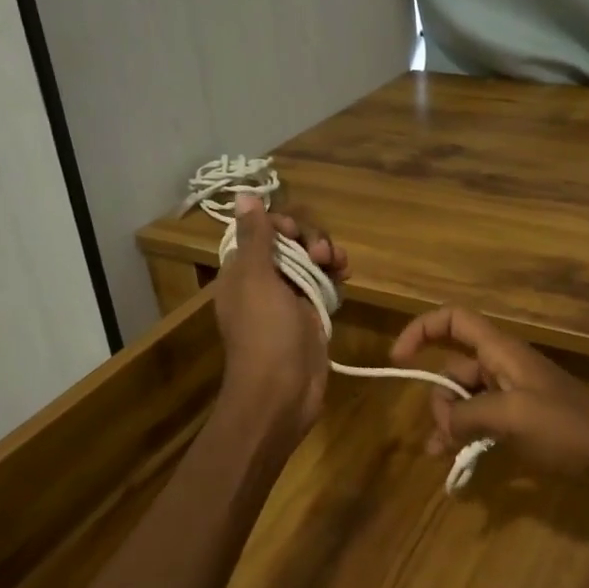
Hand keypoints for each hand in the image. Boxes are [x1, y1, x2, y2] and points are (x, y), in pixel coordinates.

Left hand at [214, 195, 347, 440]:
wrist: (282, 391)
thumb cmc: (266, 333)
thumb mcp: (257, 279)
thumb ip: (256, 237)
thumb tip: (243, 195)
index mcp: (242, 271)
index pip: (263, 231)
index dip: (284, 226)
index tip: (297, 235)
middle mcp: (264, 281)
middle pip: (291, 244)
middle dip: (311, 240)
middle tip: (323, 254)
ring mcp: (289, 300)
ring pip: (311, 262)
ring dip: (327, 256)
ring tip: (340, 265)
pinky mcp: (311, 316)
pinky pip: (324, 284)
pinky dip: (335, 276)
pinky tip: (346, 276)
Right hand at [389, 306, 588, 475]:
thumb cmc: (564, 427)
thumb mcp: (509, 417)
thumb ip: (466, 415)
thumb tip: (442, 425)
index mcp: (501, 351)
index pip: (454, 320)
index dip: (421, 330)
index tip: (398, 360)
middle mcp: (503, 365)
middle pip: (453, 367)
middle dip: (438, 396)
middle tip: (444, 432)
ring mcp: (513, 393)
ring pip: (465, 397)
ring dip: (447, 421)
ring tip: (440, 454)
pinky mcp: (521, 419)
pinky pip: (481, 419)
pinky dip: (465, 434)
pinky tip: (454, 460)